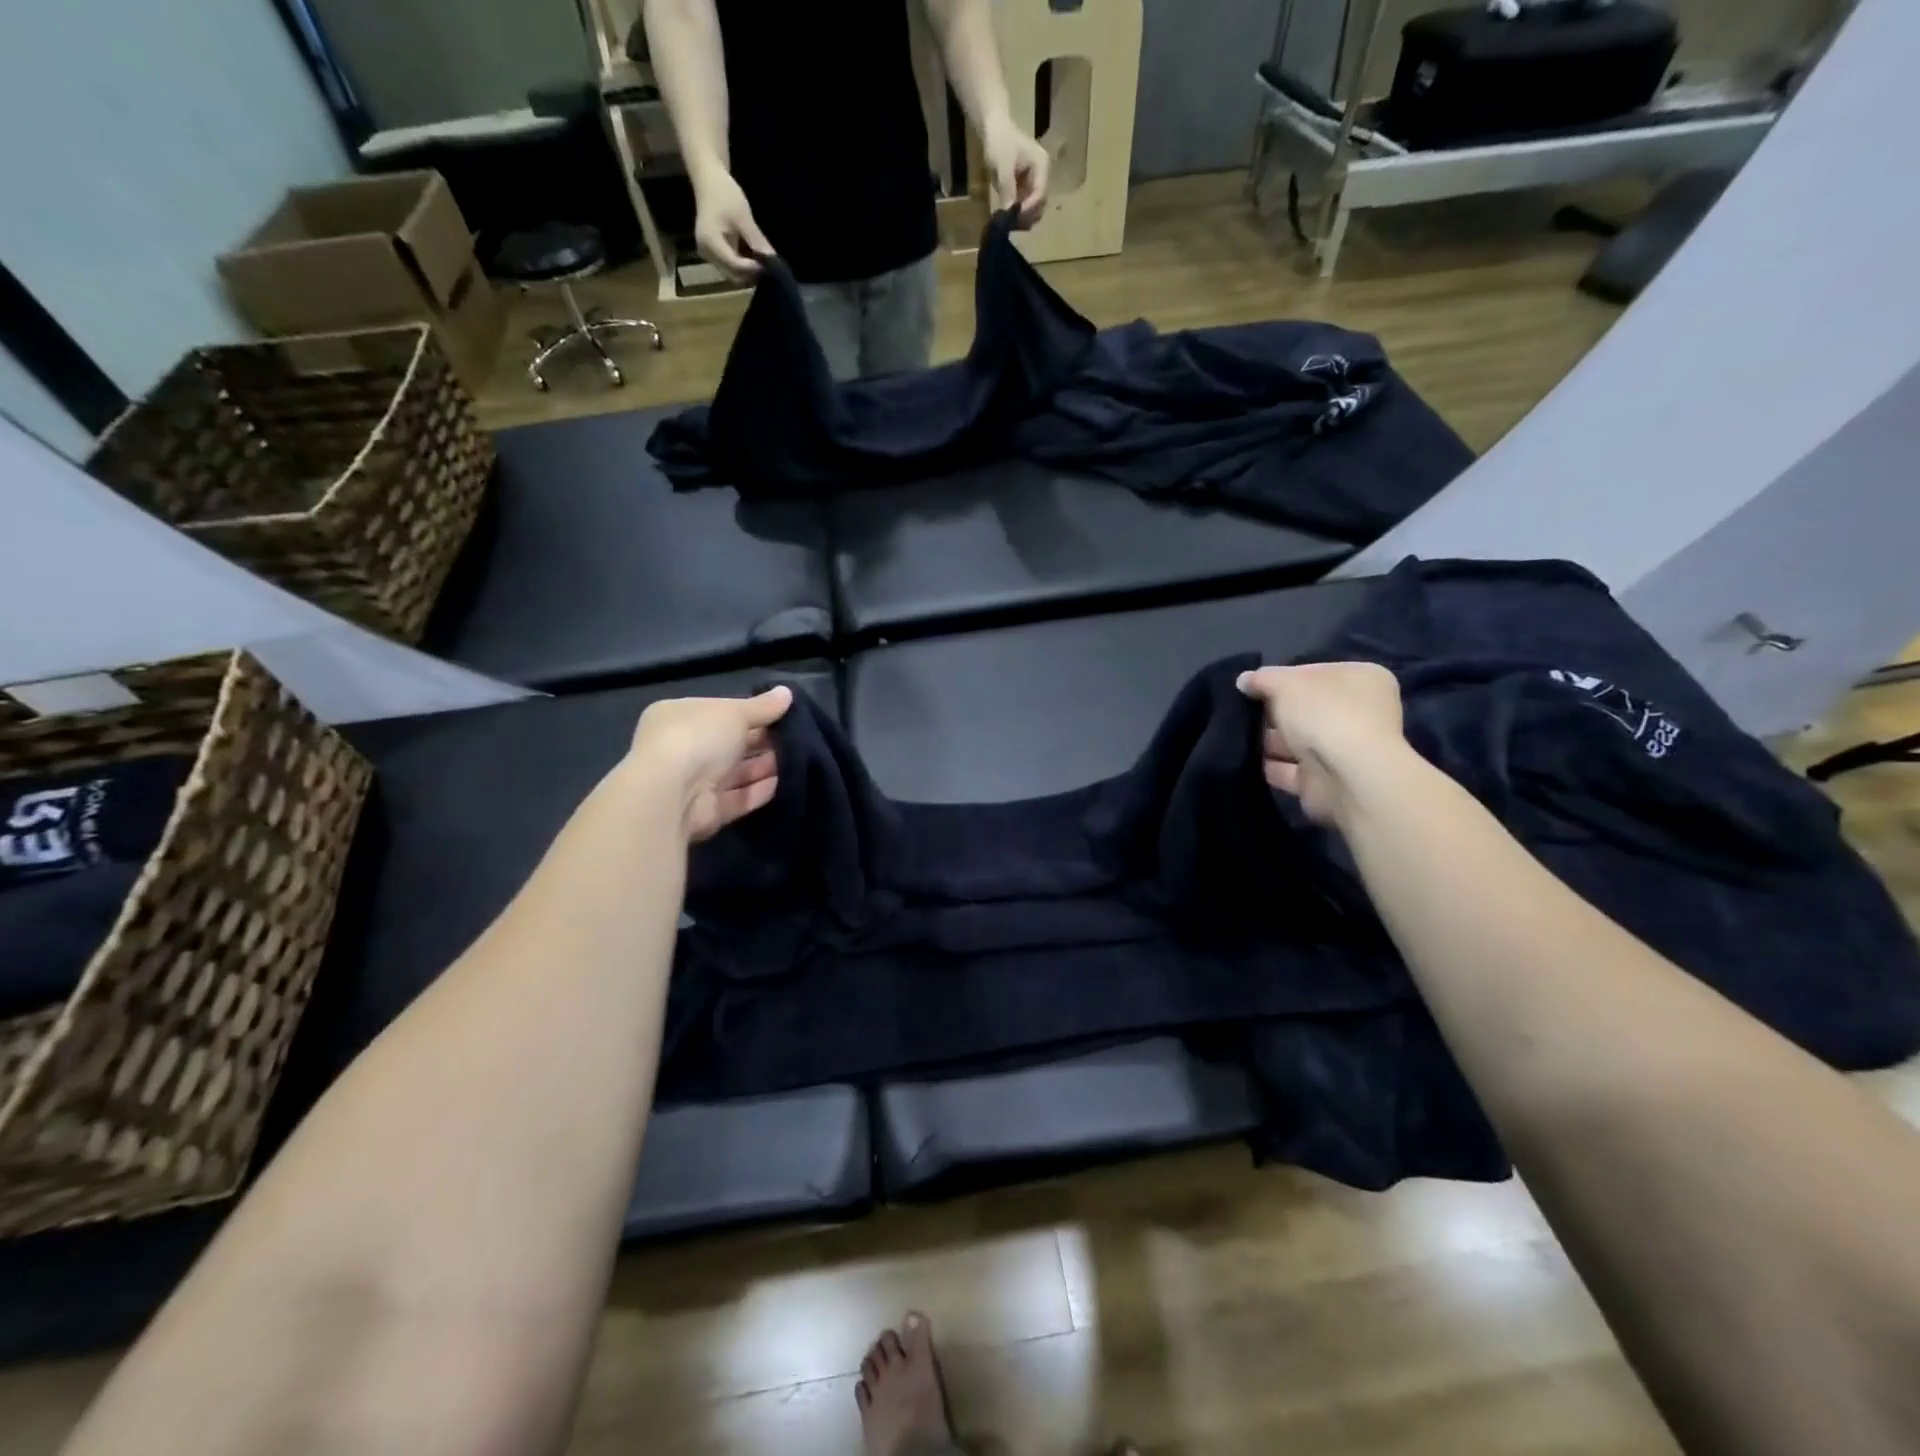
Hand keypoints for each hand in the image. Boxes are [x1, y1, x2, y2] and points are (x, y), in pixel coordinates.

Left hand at [627, 686, 792, 840]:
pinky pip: (738, 798)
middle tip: (795, 736)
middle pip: (728, 743)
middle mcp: (682, 748)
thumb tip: (787, 692)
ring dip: (764, 766)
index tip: (780, 712)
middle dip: (760, 740)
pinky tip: (785, 782)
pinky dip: (759, 791)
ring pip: (735, 772)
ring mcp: (692, 782)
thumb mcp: (734, 712)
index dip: (748, 711)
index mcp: (678, 716)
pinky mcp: (706, 811)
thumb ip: (762, 706)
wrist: (672, 794)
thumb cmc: (698, 737)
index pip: (718, 711)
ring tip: (798, 758)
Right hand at [692, 171, 773, 281]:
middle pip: (733, 275)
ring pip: (732, 274)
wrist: (708, 181)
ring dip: (748, 272)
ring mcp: (708, 255)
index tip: (769, 265)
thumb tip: (773, 260)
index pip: (735, 265)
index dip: (754, 268)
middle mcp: (707, 253)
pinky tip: (752, 258)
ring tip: (761, 262)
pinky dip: (742, 266)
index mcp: (711, 242)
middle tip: (768, 266)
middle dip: (751, 274)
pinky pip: (729, 267)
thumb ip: (757, 241)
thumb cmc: (725, 194)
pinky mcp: (712, 254)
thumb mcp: (744, 217)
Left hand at [983, 117, 1049, 227]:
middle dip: (1026, 216)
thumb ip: (1007, 188)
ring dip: (1022, 219)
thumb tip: (1009, 213)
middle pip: (1039, 205)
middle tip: (1009, 224)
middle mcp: (1042, 176)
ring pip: (1033, 209)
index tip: (1013, 217)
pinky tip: (1006, 218)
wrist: (993, 129)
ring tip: (1007, 223)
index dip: (1028, 208)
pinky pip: (1025, 207)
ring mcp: (1034, 183)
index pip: (1040, 193)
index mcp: (1042, 166)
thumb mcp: (1002, 165)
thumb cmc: (999, 141)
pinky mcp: (1026, 189)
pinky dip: (1017, 215)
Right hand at [1237, 664, 1406, 825]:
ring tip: (1237, 736)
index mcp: (1362, 680)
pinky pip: (1291, 770)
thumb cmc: (1325, 715)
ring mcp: (1344, 750)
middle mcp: (1359, 713)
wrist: (1348, 778)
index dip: (1282, 677)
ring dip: (1269, 741)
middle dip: (1273, 712)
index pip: (1315, 672)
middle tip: (1242, 711)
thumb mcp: (1286, 683)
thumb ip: (1262, 679)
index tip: (1253, 685)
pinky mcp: (1326, 781)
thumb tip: (1244, 680)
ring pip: (1298, 741)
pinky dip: (1271, 767)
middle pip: (1306, 708)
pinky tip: (1245, 761)